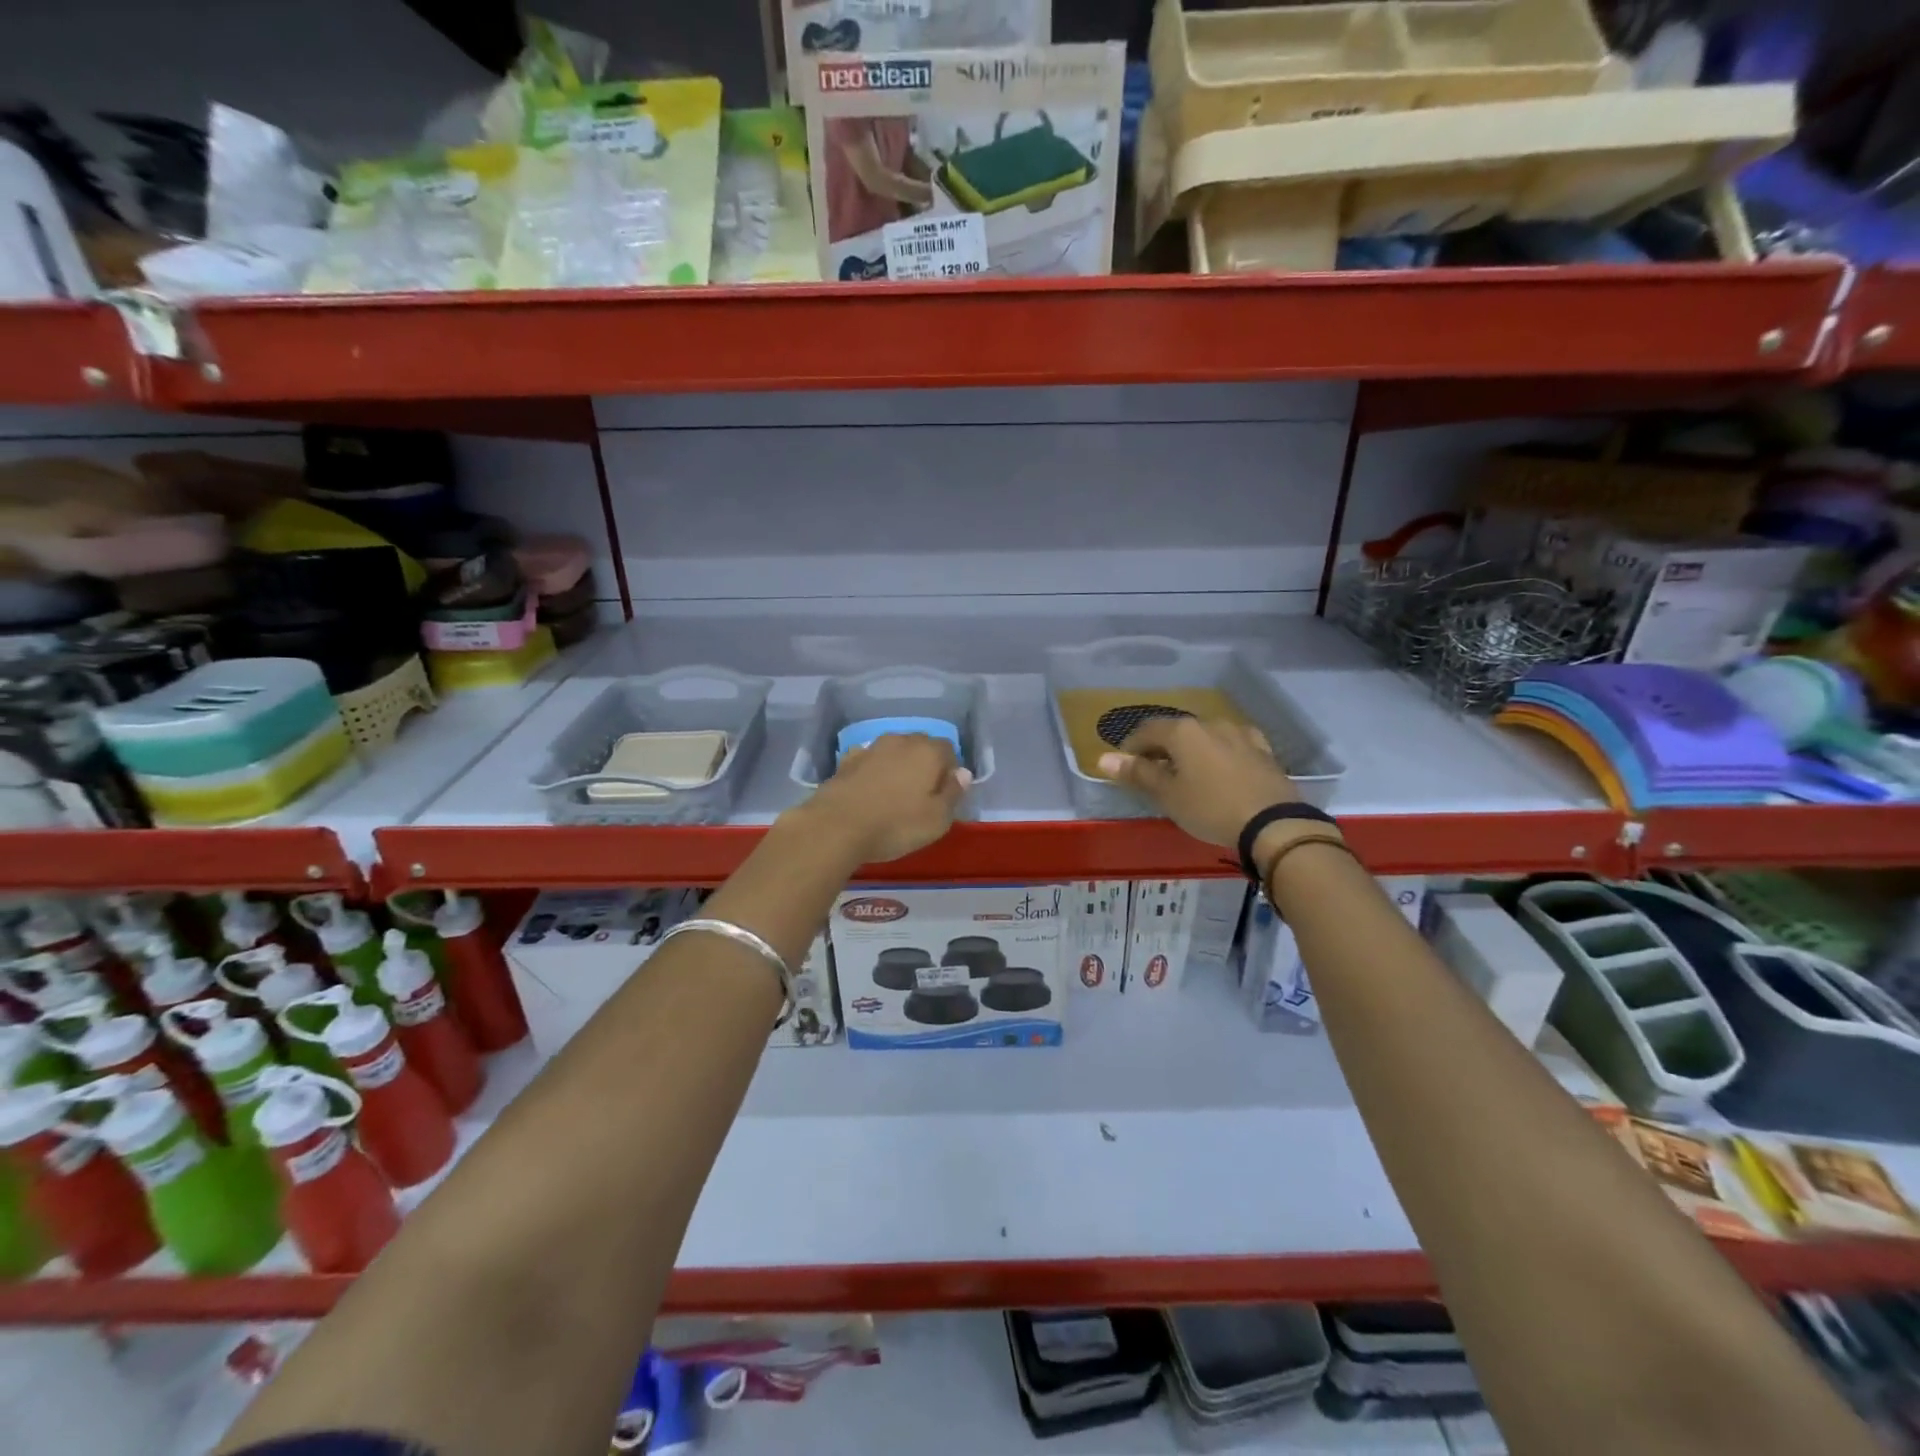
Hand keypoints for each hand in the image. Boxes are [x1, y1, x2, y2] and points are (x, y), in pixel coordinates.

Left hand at [798, 733, 970, 863]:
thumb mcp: (937, 819)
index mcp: (928, 751)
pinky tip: (869, 792)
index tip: (944, 797)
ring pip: (894, 752)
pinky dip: (874, 772)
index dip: (950, 772)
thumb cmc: (896, 825)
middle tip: (921, 797)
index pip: (949, 751)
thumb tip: (962, 773)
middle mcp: (901, 741)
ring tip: (894, 795)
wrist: (836, 826)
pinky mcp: (846, 761)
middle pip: (921, 747)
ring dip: (898, 767)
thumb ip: (954, 793)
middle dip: (925, 766)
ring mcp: (871, 748)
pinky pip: (870, 762)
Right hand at [1096, 717, 1299, 849]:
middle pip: (1177, 731)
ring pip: (1205, 737)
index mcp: (1183, 731)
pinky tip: (1220, 769)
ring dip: (1191, 751)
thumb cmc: (1210, 808)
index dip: (1131, 747)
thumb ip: (1137, 774)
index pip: (1147, 730)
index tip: (1125, 766)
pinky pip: (1231, 746)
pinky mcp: (1262, 751)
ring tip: (1187, 774)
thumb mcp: (1168, 795)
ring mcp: (1240, 735)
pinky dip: (1218, 755)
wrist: (1274, 824)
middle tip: (1153, 774)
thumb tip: (1103, 758)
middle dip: (1161, 749)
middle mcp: (1210, 724)